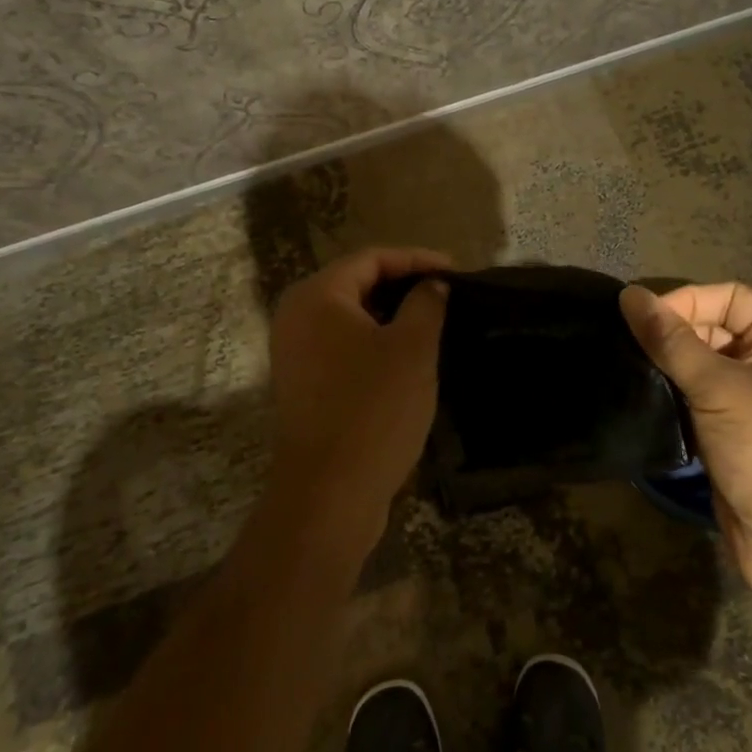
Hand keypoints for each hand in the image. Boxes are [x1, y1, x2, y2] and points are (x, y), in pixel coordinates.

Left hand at [268, 247, 450, 543]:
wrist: (329, 493)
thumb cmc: (373, 409)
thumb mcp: (412, 348)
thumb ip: (426, 303)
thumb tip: (431, 285)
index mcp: (317, 296)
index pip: (372, 258)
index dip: (417, 259)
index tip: (456, 271)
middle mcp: (296, 316)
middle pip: (357, 283)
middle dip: (404, 284)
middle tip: (446, 293)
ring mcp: (295, 352)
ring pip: (350, 316)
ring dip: (391, 314)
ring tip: (434, 320)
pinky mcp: (303, 383)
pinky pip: (343, 345)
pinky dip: (375, 340)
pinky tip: (407, 354)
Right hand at [620, 282, 751, 602]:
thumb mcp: (718, 387)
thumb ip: (670, 339)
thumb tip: (629, 295)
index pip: (730, 297)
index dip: (687, 301)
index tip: (642, 319)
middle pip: (716, 327)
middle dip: (675, 332)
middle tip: (628, 343)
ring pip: (703, 362)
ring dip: (669, 363)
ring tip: (629, 364)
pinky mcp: (735, 430)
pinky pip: (699, 395)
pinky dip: (674, 390)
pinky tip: (643, 392)